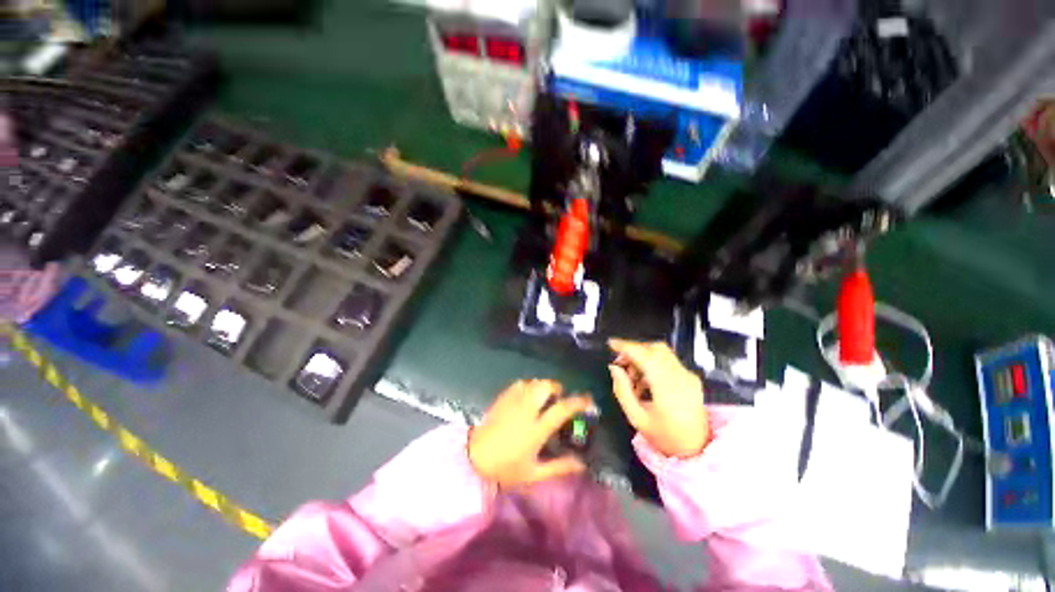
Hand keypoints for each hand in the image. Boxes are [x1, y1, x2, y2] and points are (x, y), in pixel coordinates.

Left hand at [468, 380, 593, 488]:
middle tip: (559, 398)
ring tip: (544, 397)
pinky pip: (519, 384)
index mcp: (536, 428)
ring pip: (533, 382)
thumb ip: (559, 467)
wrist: (472, 460)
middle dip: (556, 388)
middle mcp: (526, 409)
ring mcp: (512, 401)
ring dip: (542, 386)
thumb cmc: (505, 469)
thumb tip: (581, 463)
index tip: (588, 400)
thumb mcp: (534, 473)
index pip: (561, 409)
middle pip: (545, 386)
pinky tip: (528, 396)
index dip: (578, 402)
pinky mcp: (502, 398)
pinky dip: (528, 386)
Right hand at [608, 339, 708, 458]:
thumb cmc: (664, 437)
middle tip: (621, 364)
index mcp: (668, 388)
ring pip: (662, 352)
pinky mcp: (691, 378)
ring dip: (643, 357)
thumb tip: (614, 368)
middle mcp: (681, 377)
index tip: (611, 344)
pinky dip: (652, 364)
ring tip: (632, 378)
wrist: (697, 450)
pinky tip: (645, 382)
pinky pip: (668, 361)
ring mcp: (688, 376)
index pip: (645, 356)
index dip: (626, 346)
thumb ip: (622, 391)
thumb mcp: (637, 418)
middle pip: (655, 349)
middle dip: (634, 350)